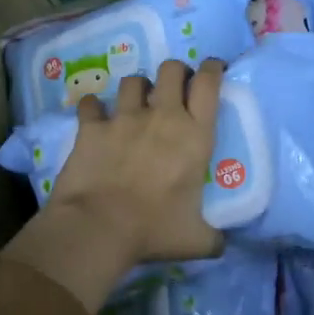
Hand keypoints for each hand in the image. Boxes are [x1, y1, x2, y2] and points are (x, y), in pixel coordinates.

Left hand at [50, 59, 225, 266]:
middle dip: (176, 72)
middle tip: (175, 88)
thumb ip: (213, 237)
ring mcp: (124, 118)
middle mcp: (163, 117)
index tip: (213, 70)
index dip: (213, 70)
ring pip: (133, 81)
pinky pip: (92, 104)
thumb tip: (221, 245)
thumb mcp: (196, 240)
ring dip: (137, 89)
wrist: (99, 227)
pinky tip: (95, 117)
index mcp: (195, 136)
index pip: (210, 84)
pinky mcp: (92, 127)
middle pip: (172, 69)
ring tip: (135, 103)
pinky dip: (94, 108)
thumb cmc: (154, 230)